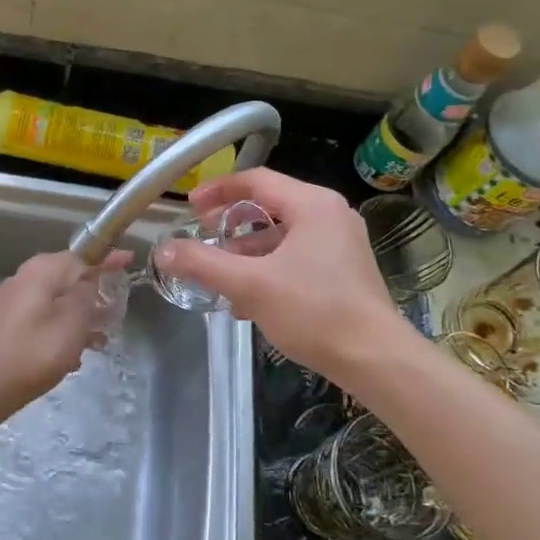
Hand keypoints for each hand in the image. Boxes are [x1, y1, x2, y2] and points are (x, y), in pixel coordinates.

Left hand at [0, 250, 127, 417]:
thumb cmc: (33, 351)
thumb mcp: (72, 322)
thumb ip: (86, 295)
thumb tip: (90, 280)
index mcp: (44, 270)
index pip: (84, 255)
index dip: (108, 258)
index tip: (130, 260)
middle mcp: (27, 278)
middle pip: (70, 277)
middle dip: (96, 292)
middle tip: (117, 311)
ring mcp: (16, 301)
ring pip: (59, 300)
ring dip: (82, 316)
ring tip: (101, 339)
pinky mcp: (10, 323)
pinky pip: (46, 317)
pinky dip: (63, 329)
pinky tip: (75, 355)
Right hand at [156, 169, 410, 387]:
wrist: (376, 359)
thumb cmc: (314, 311)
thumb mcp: (250, 285)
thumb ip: (204, 264)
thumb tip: (164, 250)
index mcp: (313, 205)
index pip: (257, 180)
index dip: (219, 190)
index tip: (190, 206)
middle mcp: (331, 215)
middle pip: (270, 206)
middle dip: (231, 223)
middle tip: (202, 235)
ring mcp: (341, 243)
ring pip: (283, 235)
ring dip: (248, 251)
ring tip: (219, 274)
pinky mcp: (345, 270)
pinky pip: (297, 256)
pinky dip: (269, 268)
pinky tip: (247, 300)